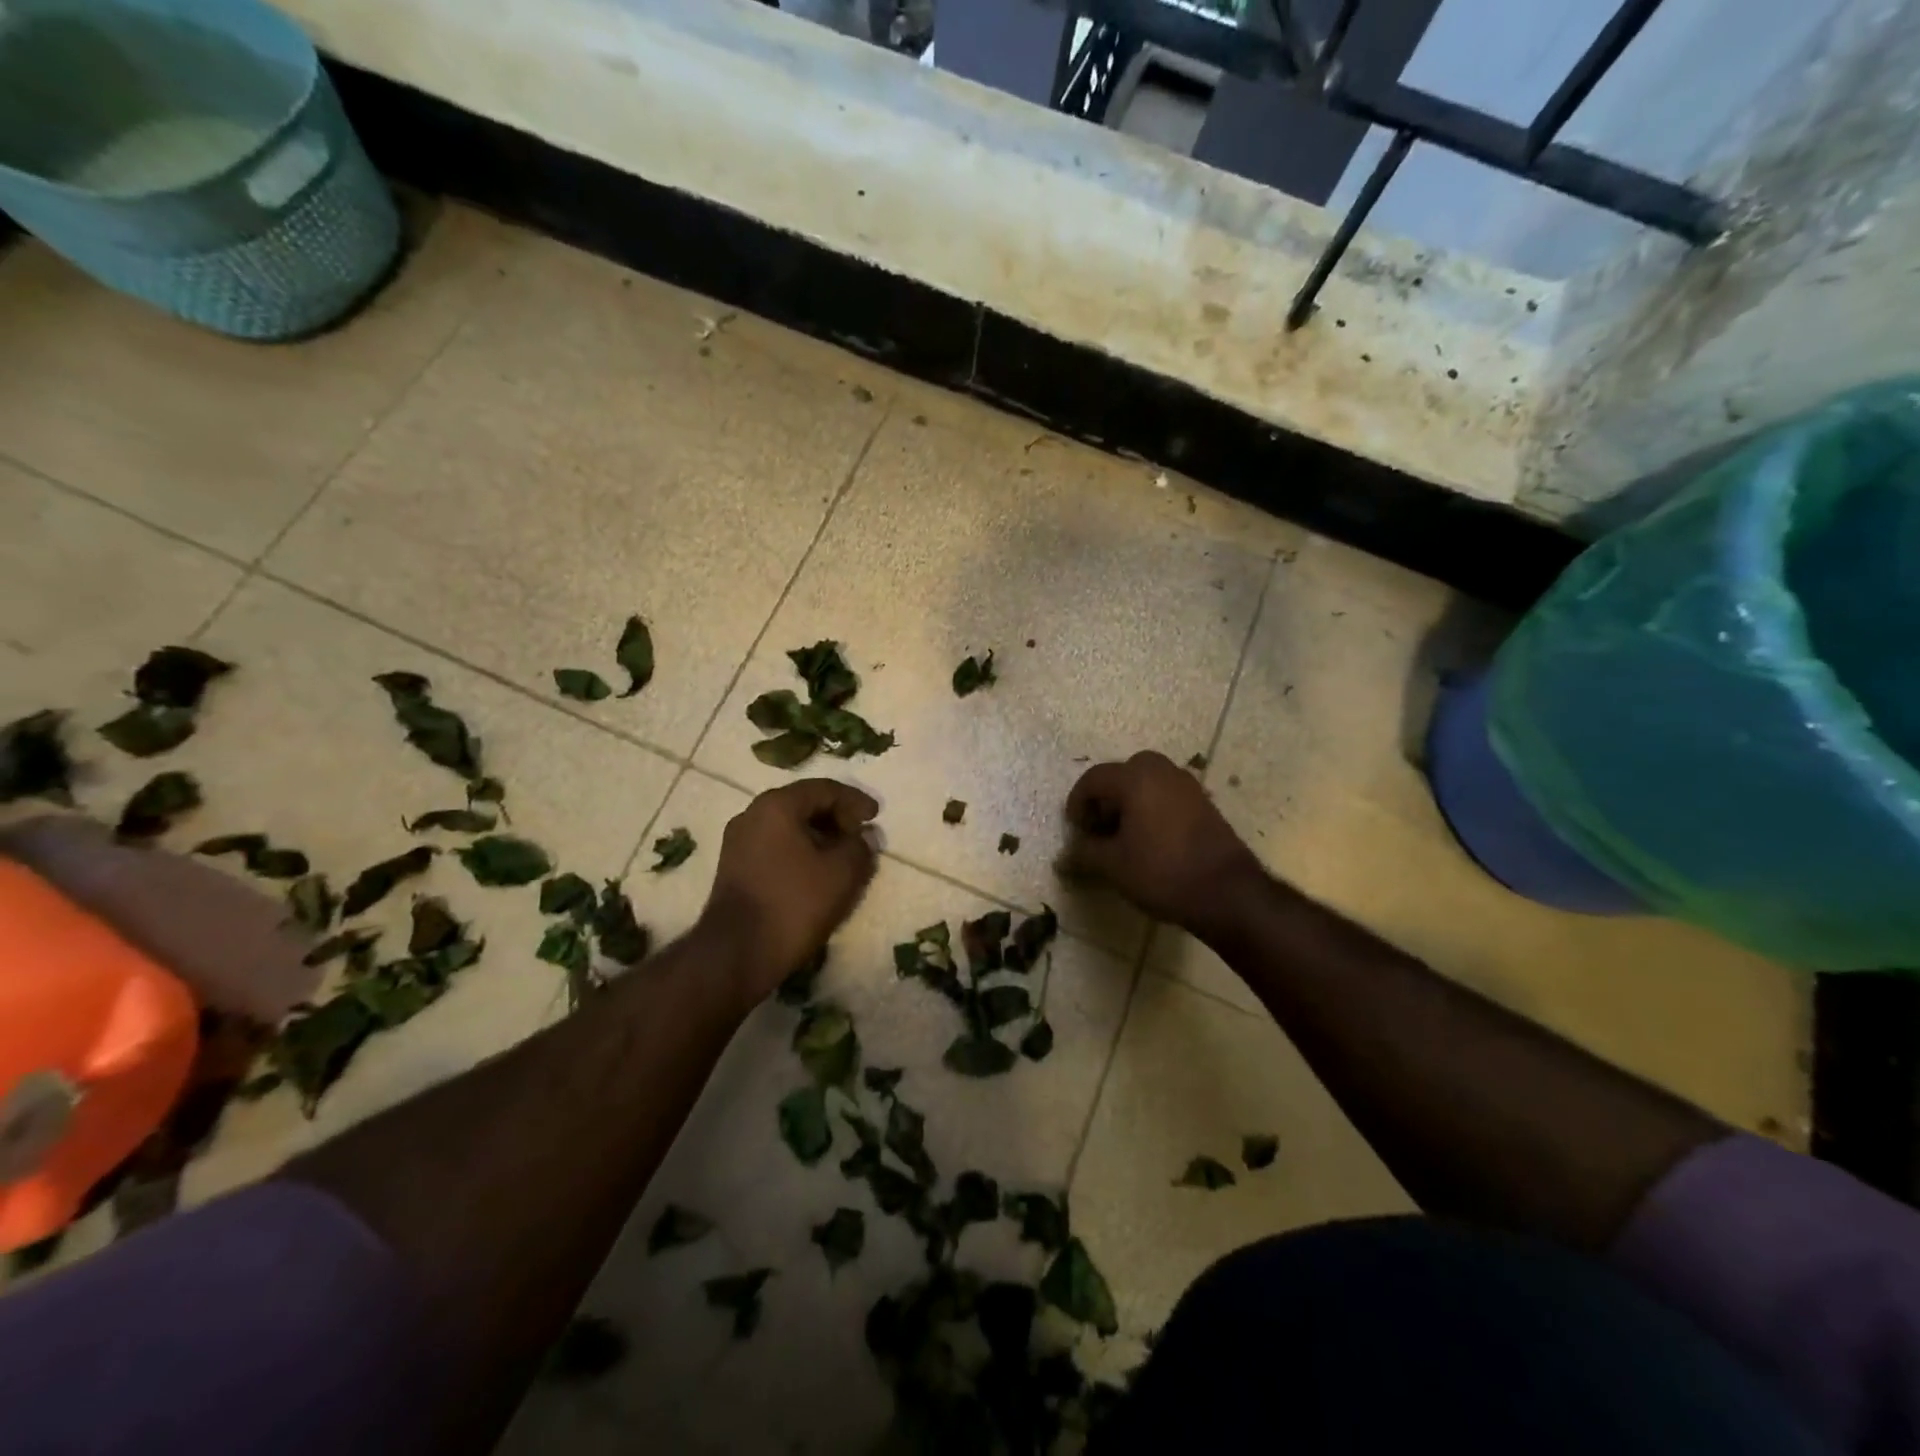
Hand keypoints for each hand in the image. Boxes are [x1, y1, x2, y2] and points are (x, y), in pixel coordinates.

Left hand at [697, 780, 879, 1010]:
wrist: (737, 953)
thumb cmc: (794, 903)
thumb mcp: (841, 873)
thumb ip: (860, 846)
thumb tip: (864, 837)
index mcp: (776, 806)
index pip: (824, 789)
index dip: (855, 800)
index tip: (875, 816)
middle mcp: (752, 815)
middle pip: (803, 805)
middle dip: (837, 818)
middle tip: (861, 836)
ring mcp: (739, 843)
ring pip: (789, 828)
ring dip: (820, 837)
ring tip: (845, 857)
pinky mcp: (735, 869)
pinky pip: (776, 847)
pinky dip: (801, 852)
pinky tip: (819, 874)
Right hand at [1063, 751, 1261, 934]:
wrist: (1227, 892)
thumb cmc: (1162, 872)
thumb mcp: (1113, 866)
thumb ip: (1085, 853)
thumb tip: (1066, 854)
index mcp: (1135, 778)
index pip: (1094, 779)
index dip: (1078, 803)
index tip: (1076, 830)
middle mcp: (1162, 771)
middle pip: (1123, 773)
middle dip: (1106, 797)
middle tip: (1099, 826)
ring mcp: (1188, 785)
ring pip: (1148, 782)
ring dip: (1130, 801)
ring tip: (1123, 835)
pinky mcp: (1204, 803)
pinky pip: (1167, 794)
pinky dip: (1152, 807)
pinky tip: (1150, 840)